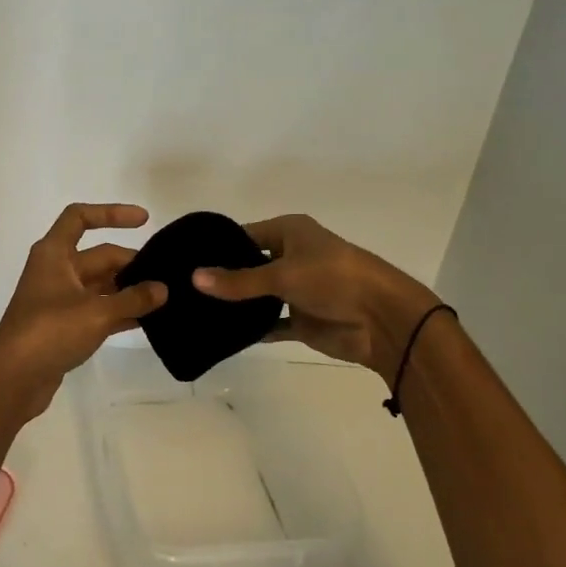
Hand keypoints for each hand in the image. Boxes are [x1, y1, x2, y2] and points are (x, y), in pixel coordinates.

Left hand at [0, 203, 167, 420]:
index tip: (144, 220)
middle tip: (168, 276)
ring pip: (100, 286)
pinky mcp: (63, 326)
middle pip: (99, 257)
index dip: (111, 213)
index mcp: (54, 254)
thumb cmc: (50, 331)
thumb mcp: (96, 312)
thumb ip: (133, 299)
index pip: (80, 218)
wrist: (13, 378)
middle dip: (131, 264)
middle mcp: (55, 271)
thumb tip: (163, 289)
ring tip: (165, 298)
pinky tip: (147, 321)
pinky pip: (97, 310)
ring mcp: (58, 300)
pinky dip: (119, 312)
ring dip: (128, 290)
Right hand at [190, 214, 438, 381]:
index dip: (217, 248)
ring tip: (194, 311)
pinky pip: (270, 323)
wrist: (383, 320)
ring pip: (258, 296)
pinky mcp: (301, 320)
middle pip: (249, 266)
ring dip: (236, 305)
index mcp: (290, 232)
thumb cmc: (334, 279)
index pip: (244, 236)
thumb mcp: (282, 274)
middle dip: (222, 279)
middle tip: (182, 289)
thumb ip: (238, 281)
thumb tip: (194, 278)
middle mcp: (291, 256)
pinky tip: (223, 334)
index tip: (183, 261)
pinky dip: (253, 328)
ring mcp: (296, 290)